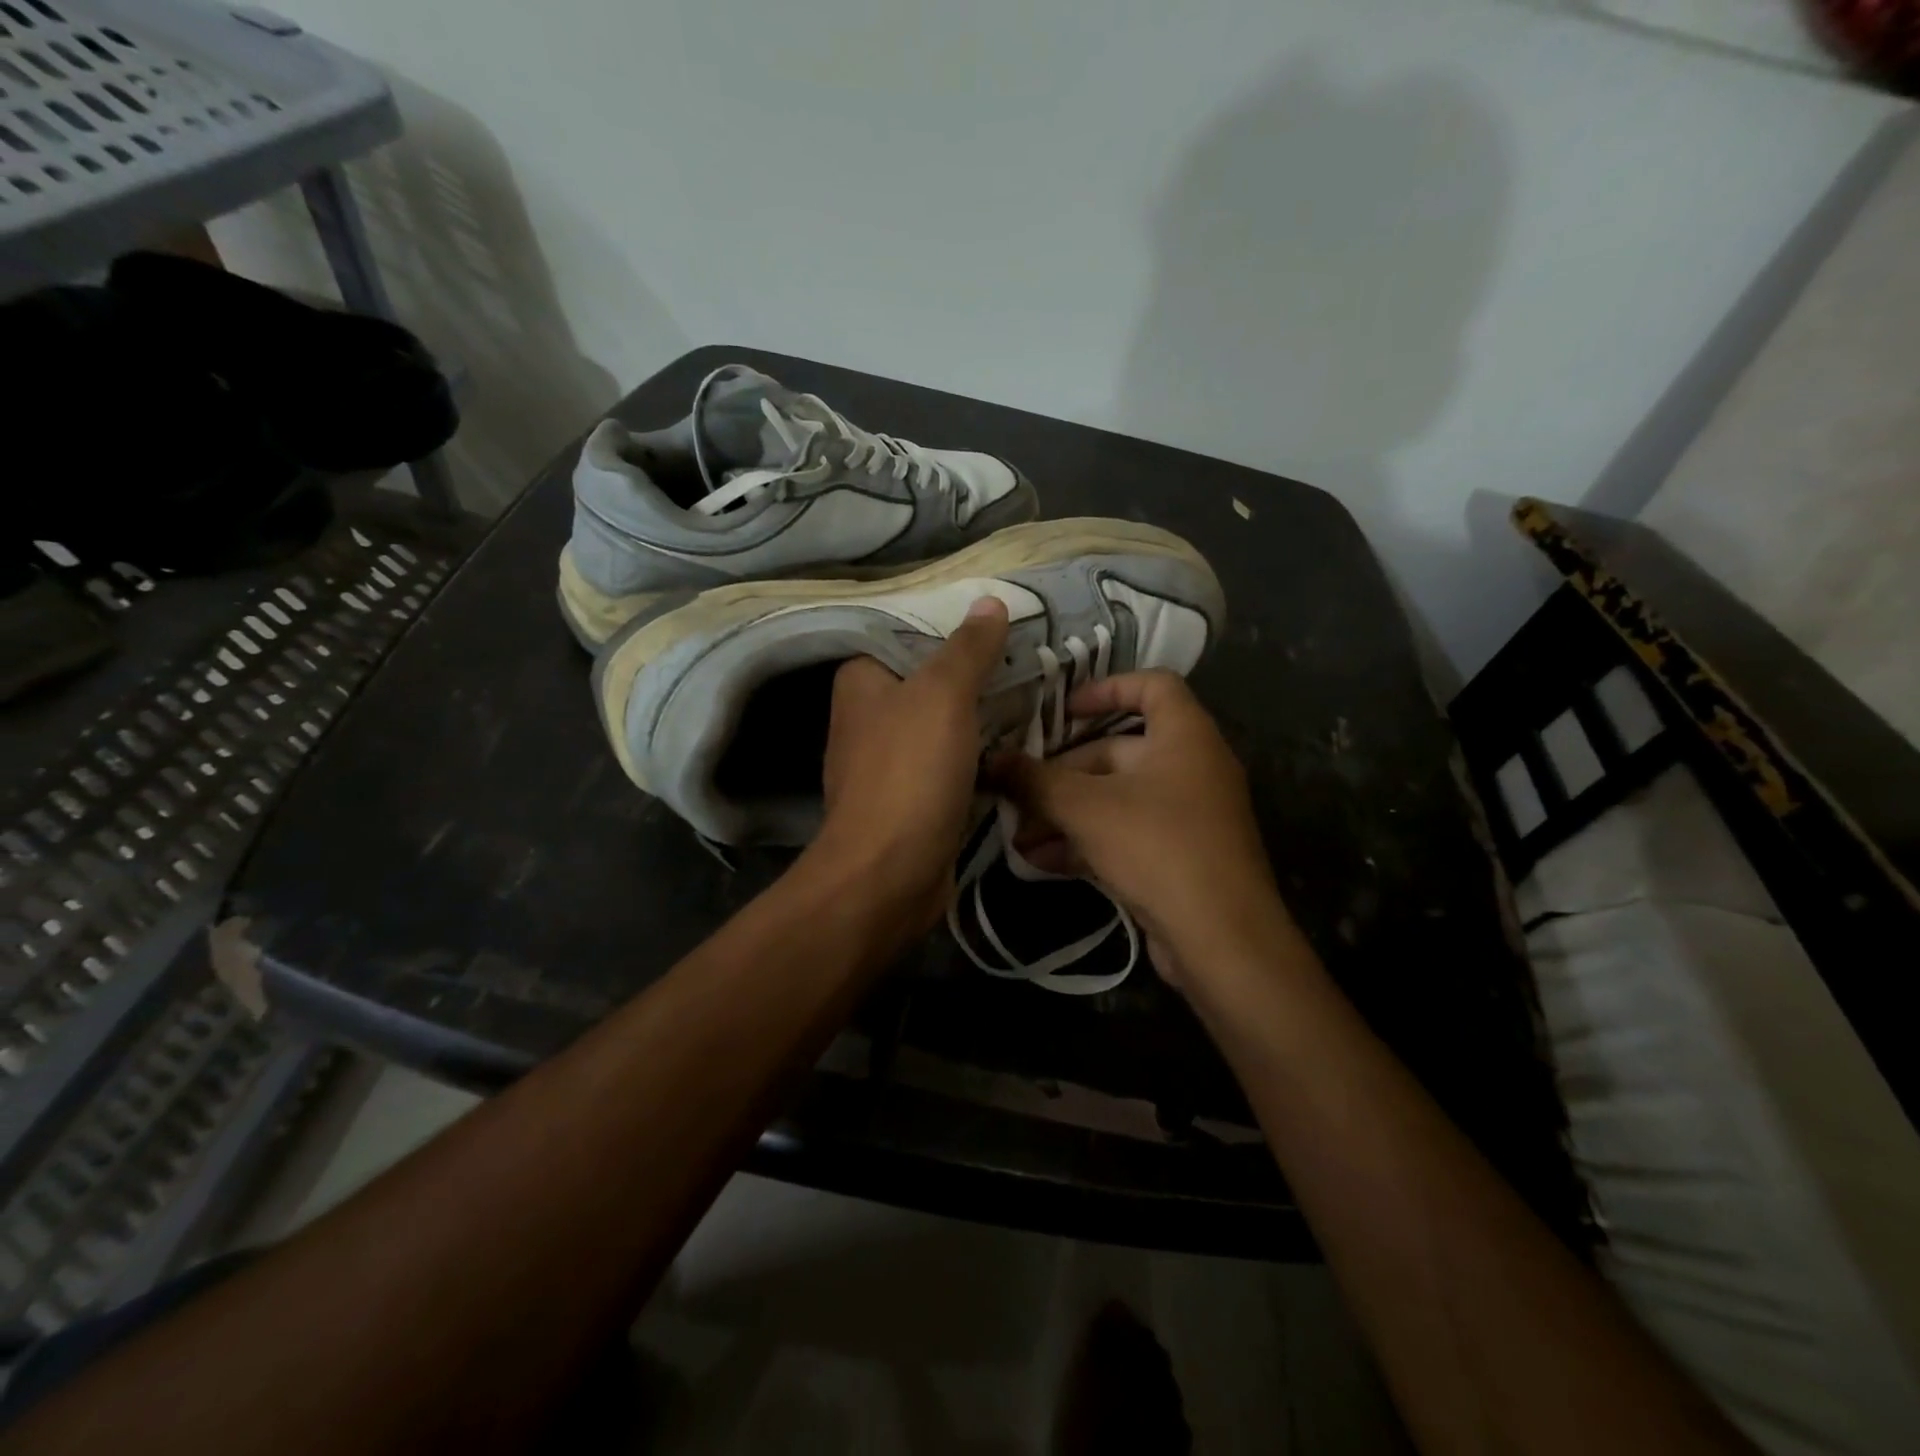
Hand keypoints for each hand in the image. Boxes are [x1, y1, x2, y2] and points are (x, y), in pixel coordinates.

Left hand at [807, 596, 1010, 935]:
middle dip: (975, 672)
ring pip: (943, 723)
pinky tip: (1017, 742)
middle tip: (1030, 657)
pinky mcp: (911, 797)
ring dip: (981, 715)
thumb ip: (968, 648)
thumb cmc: (910, 772)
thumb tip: (990, 601)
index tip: (1003, 624)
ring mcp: (888, 760)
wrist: (890, 873)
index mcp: (861, 680)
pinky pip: (950, 761)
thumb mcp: (943, 695)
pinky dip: (978, 753)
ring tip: (1034, 692)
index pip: (908, 634)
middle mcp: (868, 715)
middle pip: (929, 679)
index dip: (954, 627)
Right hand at [987, 670, 1294, 986]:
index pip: (1152, 685)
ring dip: (1066, 813)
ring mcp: (1187, 815)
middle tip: (1018, 793)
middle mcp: (1191, 767)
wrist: (1221, 940)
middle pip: (1118, 751)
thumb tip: (991, 759)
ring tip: (1019, 836)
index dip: (1106, 688)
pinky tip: (1041, 861)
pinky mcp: (1179, 856)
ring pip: (1116, 798)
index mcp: (1185, 736)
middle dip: (1063, 774)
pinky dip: (1087, 841)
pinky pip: (1126, 833)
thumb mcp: (1086, 808)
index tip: (1062, 710)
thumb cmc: (1157, 847)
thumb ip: (1035, 781)